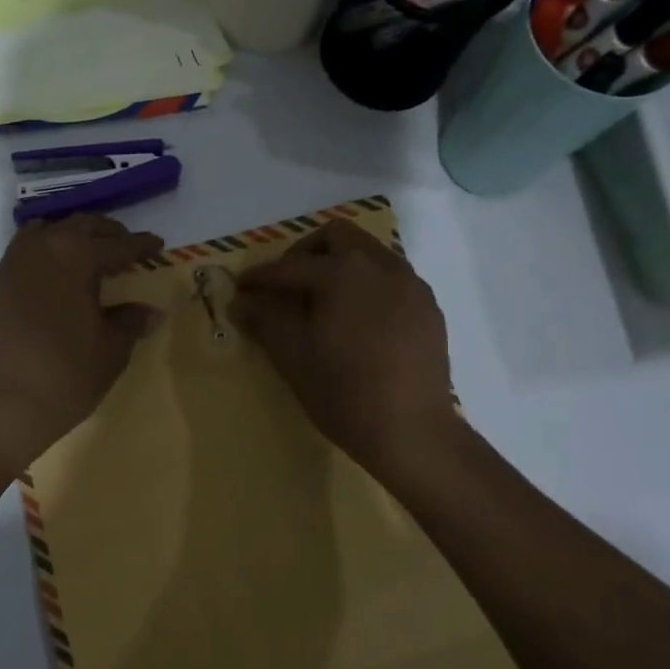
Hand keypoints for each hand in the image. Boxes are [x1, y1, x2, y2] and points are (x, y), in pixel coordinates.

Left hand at [0, 215, 164, 469]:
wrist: (2, 406)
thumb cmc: (66, 375)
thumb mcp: (111, 350)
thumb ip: (130, 322)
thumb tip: (150, 311)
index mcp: (76, 256)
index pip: (117, 244)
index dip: (140, 245)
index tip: (157, 244)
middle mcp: (42, 248)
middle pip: (79, 226)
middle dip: (106, 233)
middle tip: (126, 245)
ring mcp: (13, 264)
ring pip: (47, 233)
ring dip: (72, 236)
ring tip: (90, 254)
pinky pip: (25, 252)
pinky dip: (46, 252)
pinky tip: (57, 274)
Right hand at [230, 219, 458, 474]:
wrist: (411, 431)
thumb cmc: (343, 393)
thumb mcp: (293, 356)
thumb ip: (265, 320)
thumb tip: (240, 302)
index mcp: (342, 273)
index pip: (290, 266)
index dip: (260, 277)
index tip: (241, 288)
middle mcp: (380, 266)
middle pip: (337, 237)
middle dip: (305, 253)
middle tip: (287, 284)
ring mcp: (411, 284)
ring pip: (369, 253)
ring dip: (340, 265)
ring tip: (322, 301)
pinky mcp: (428, 307)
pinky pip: (392, 279)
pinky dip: (367, 285)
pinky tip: (358, 320)